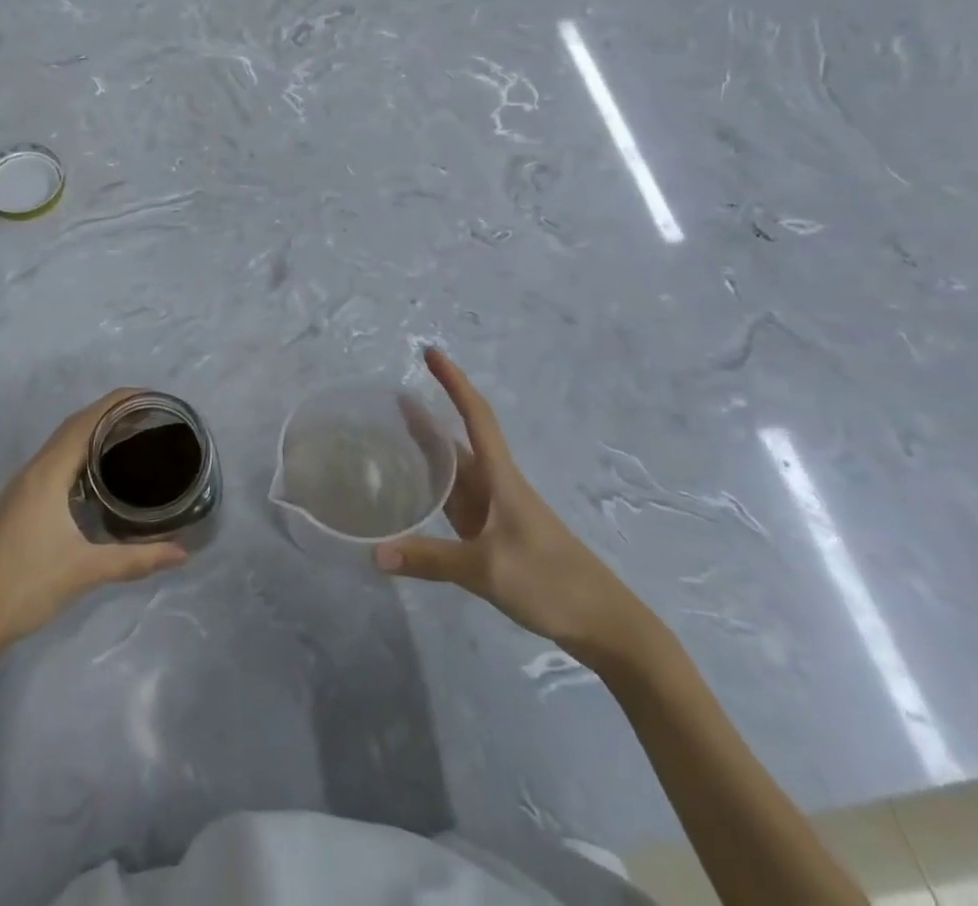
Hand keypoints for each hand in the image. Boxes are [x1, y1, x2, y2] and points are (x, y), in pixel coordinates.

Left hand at [0, 390, 188, 662]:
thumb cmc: (26, 585)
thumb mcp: (86, 570)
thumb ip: (135, 559)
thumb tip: (182, 554)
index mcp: (47, 473)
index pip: (86, 421)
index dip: (117, 402)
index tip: (151, 397)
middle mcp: (33, 471)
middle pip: (74, 426)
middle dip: (109, 412)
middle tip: (148, 415)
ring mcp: (21, 487)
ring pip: (60, 444)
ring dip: (92, 431)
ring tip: (128, 435)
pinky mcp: (17, 504)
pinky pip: (53, 461)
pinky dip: (78, 452)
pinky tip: (95, 473)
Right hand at [377, 349, 658, 667]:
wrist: (603, 624)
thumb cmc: (551, 581)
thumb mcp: (487, 569)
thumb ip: (430, 560)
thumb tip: (375, 554)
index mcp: (500, 478)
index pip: (475, 416)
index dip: (453, 382)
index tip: (430, 352)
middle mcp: (496, 486)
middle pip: (458, 441)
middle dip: (428, 418)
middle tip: (388, 401)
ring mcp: (494, 513)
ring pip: (455, 473)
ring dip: (428, 454)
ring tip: (390, 439)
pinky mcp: (493, 538)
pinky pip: (455, 503)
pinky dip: (432, 491)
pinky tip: (412, 496)